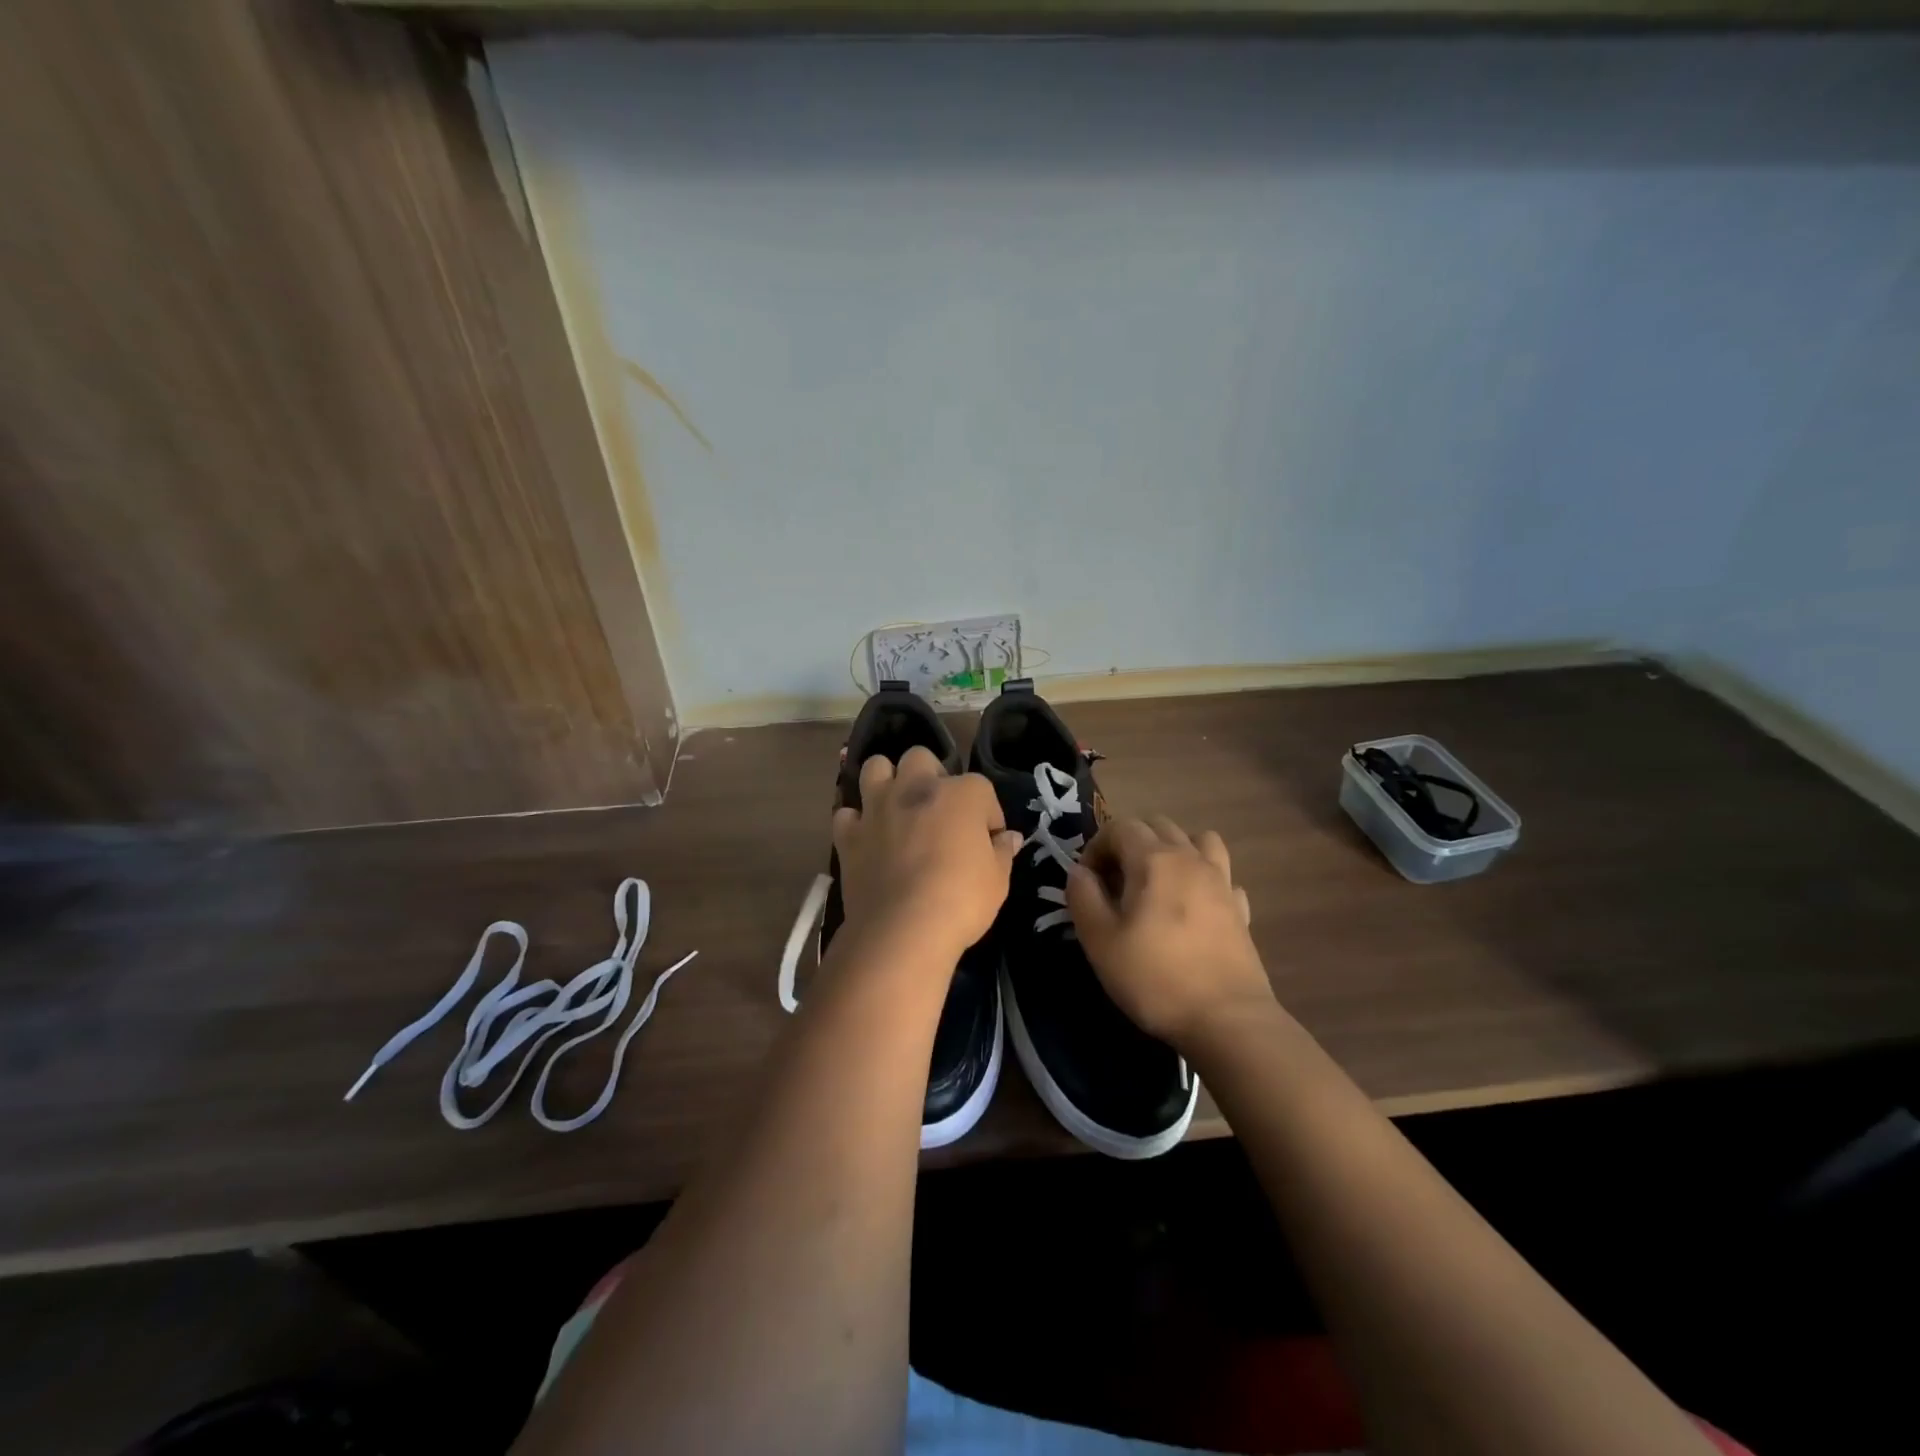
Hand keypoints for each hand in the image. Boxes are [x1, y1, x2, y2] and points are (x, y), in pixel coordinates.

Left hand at [833, 746, 1023, 963]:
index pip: (981, 788)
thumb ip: (1002, 852)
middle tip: (938, 810)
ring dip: (887, 781)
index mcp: (961, 793)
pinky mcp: (849, 834)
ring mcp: (878, 807)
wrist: (902, 929)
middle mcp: (916, 787)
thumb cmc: (961, 900)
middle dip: (930, 776)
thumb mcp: (998, 880)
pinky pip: (847, 813)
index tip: (988, 840)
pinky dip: (856, 822)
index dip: (987, 815)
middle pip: (921, 758)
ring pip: (876, 767)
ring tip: (897, 808)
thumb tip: (1009, 837)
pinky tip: (867, 838)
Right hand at [1066, 816, 1272, 1050]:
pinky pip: (1221, 876)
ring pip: (1197, 840)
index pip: (1119, 826)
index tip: (1088, 883)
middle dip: (1130, 844)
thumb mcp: (1099, 941)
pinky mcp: (1241, 908)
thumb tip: (1080, 872)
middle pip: (1157, 826)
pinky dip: (1204, 880)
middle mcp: (1190, 858)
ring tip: (1157, 884)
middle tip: (1116, 884)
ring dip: (1172, 850)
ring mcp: (1222, 881)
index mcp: (1154, 859)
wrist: (1227, 1020)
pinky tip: (1193, 908)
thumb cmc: (1154, 978)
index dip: (1096, 847)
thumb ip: (1083, 896)